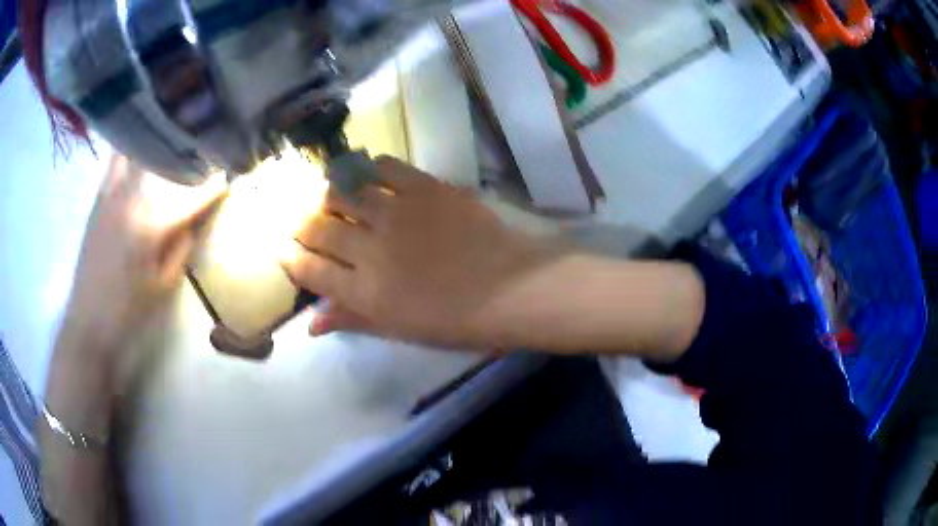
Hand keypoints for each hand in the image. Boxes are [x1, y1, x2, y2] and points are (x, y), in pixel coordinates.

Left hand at [60, 155, 227, 359]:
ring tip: (168, 145)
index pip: (189, 197)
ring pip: (135, 151)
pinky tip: (139, 155)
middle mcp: (131, 198)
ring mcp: (111, 194)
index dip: (213, 186)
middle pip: (163, 163)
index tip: (228, 177)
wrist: (89, 322)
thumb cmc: (129, 312)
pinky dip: (130, 153)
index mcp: (151, 224)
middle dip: (186, 158)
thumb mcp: (163, 287)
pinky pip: (115, 163)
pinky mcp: (98, 199)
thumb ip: (181, 249)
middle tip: (202, 157)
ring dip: (154, 145)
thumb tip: (193, 221)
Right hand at [281, 157, 561, 348]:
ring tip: (330, 196)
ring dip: (329, 194)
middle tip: (301, 220)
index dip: (290, 257)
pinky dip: (371, 169)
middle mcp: (370, 249)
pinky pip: (385, 168)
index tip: (284, 248)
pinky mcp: (424, 188)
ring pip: (343, 192)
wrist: (512, 288)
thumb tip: (311, 324)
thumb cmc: (458, 321)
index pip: (309, 270)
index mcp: (364, 293)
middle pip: (318, 227)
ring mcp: (396, 213)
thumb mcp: (400, 331)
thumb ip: (353, 320)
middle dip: (301, 223)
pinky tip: (369, 174)